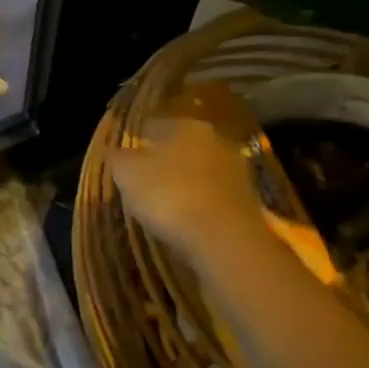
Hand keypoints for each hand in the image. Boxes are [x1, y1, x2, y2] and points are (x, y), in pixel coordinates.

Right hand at [106, 115, 261, 253]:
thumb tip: (117, 153)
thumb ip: (118, 158)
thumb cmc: (171, 195)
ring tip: (166, 203)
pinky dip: (202, 206)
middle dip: (166, 160)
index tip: (127, 155)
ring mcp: (238, 174)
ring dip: (187, 183)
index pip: (155, 124)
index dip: (138, 138)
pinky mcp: (251, 206)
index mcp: (187, 126)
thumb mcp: (127, 173)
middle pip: (182, 147)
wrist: (227, 242)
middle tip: (146, 178)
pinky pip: (215, 199)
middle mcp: (216, 142)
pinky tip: (188, 221)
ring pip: (202, 173)